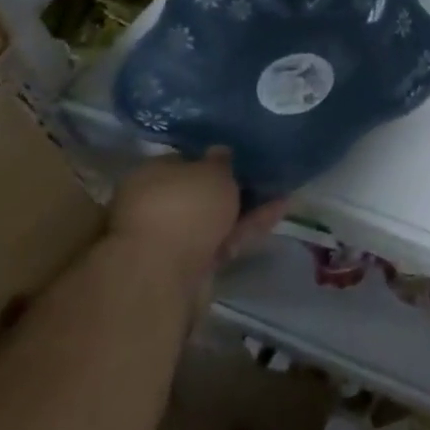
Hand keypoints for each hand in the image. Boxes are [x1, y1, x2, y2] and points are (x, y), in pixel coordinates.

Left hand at [108, 152, 285, 309]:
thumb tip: (219, 153)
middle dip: (229, 188)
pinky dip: (247, 229)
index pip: (181, 161)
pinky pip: (222, 240)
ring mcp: (170, 239)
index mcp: (148, 175)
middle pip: (197, 193)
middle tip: (262, 177)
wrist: (164, 276)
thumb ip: (220, 162)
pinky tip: (277, 214)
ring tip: (281, 195)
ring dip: (245, 209)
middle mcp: (153, 206)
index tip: (237, 158)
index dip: (210, 159)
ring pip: (212, 219)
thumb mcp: (211, 172)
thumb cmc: (183, 207)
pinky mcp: (189, 265)